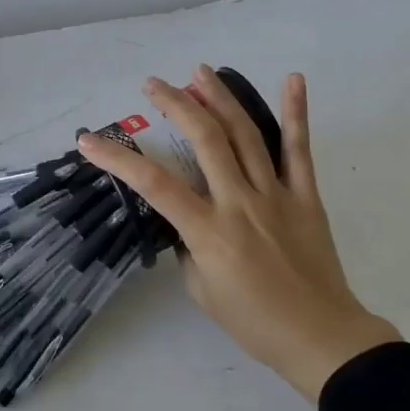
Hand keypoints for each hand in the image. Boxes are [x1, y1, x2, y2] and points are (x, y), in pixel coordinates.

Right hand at [77, 66, 398, 402]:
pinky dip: (296, 113)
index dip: (117, 159)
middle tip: (153, 84)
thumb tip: (186, 219)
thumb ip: (188, 247)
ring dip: (220, 98)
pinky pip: (299, 150)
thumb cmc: (253, 322)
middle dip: (175, 105)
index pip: (154, 185)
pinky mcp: (305, 196)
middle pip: (205, 140)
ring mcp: (276, 195)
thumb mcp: (201, 289)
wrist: (320, 338)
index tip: (89, 140)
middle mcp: (239, 203)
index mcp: (208, 231)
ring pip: (246, 135)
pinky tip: (292, 79)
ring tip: (200, 72)